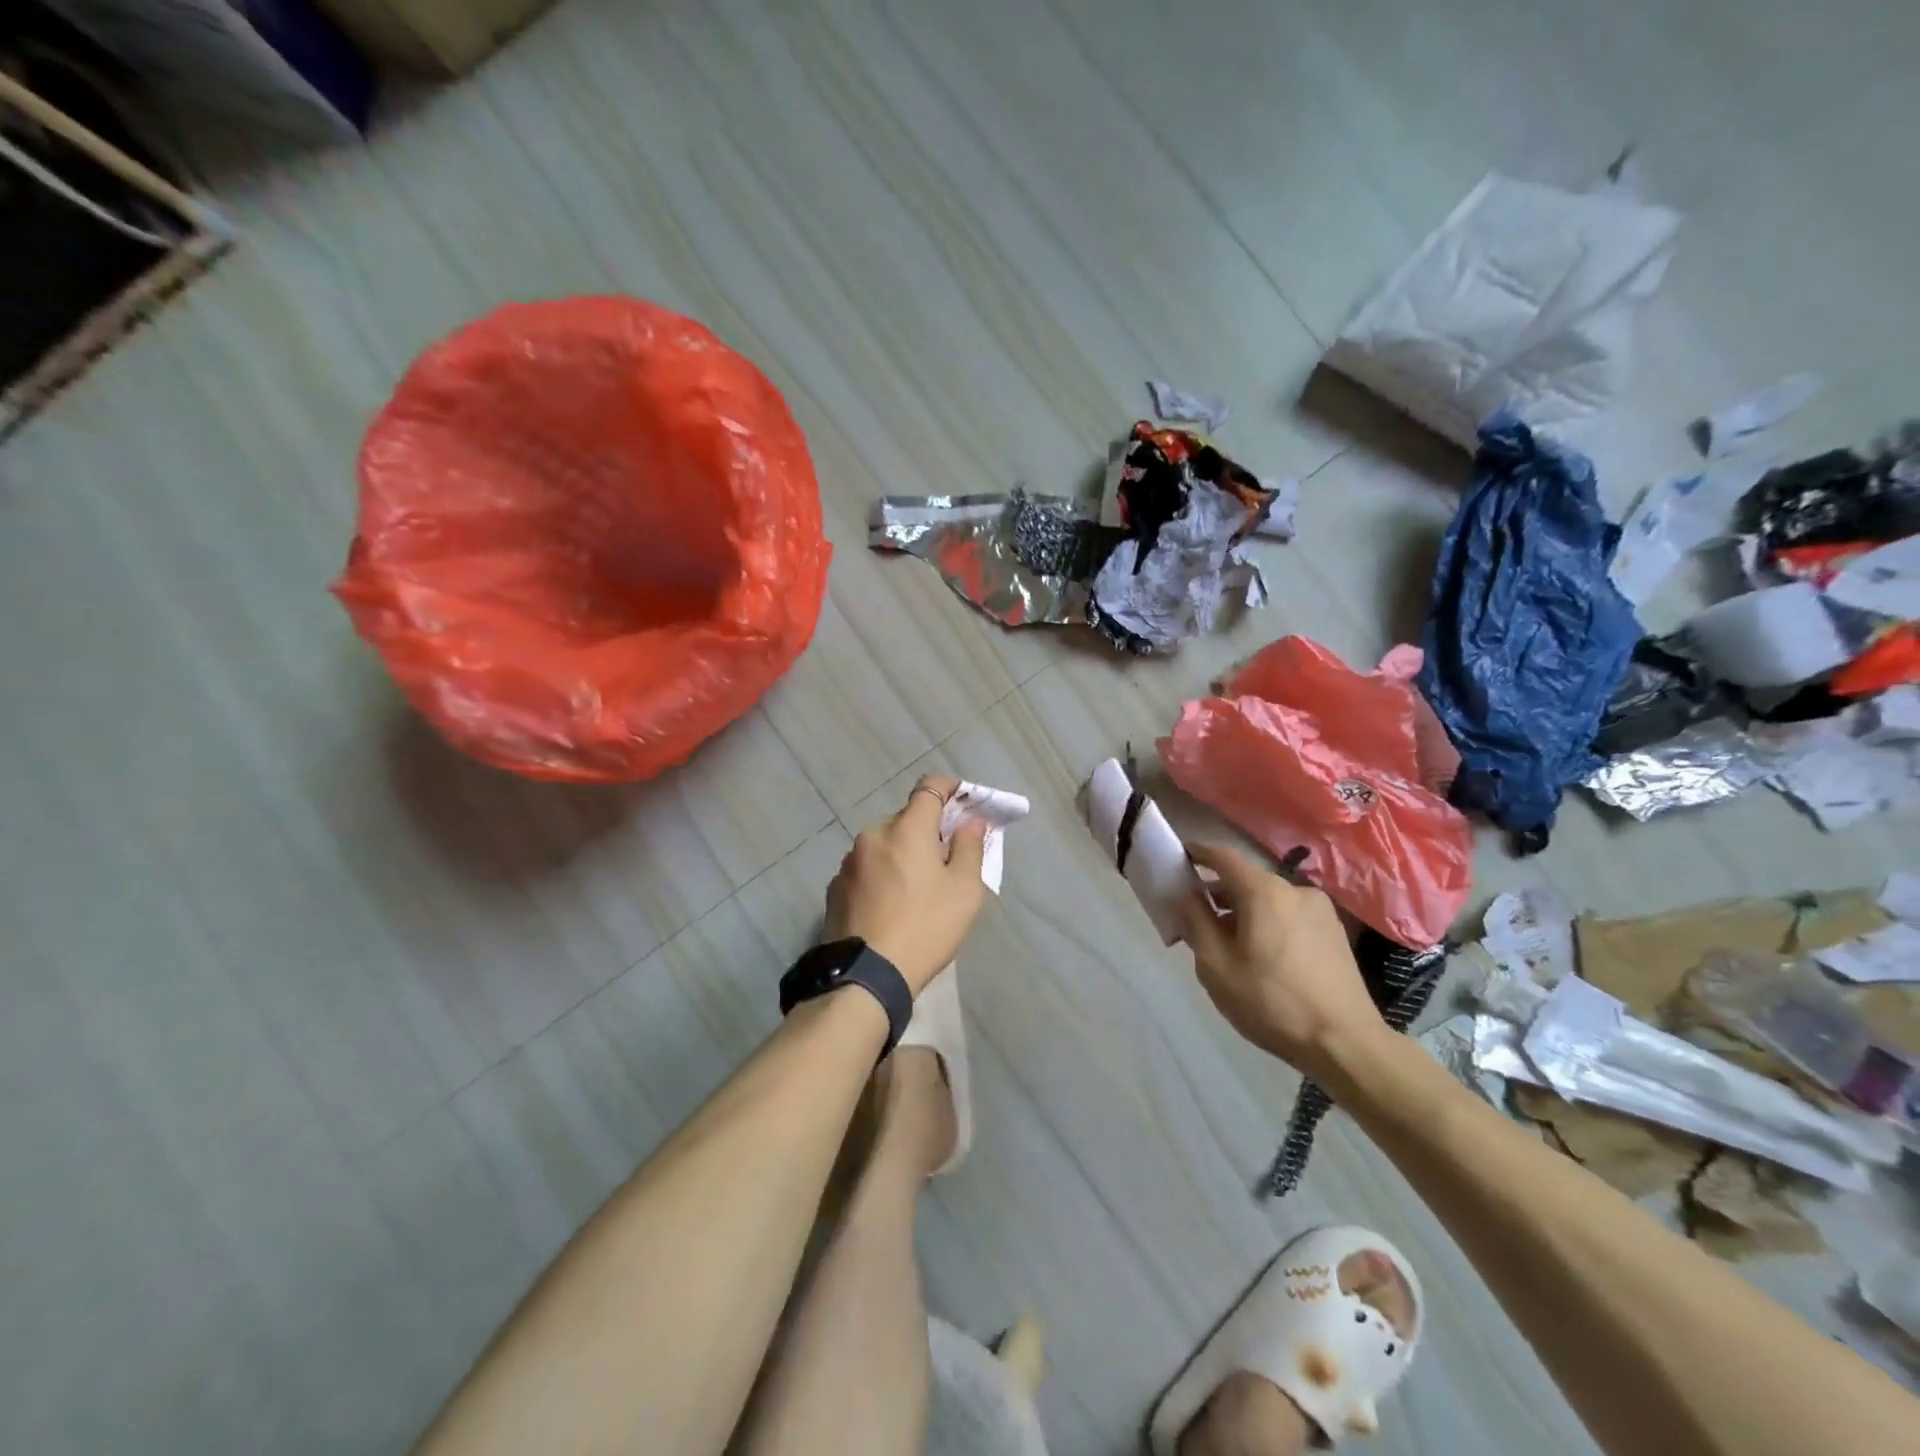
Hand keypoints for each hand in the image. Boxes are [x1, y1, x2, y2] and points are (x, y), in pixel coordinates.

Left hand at [824, 776, 989, 993]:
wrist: (867, 975)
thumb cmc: (926, 927)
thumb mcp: (964, 890)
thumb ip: (970, 847)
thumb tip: (971, 821)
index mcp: (906, 829)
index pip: (929, 788)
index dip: (949, 788)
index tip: (964, 800)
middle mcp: (873, 835)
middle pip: (906, 819)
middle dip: (927, 831)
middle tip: (945, 860)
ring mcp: (849, 862)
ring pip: (884, 845)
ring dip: (901, 854)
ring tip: (915, 890)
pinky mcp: (835, 888)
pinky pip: (866, 869)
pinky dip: (881, 876)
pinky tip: (889, 906)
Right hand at [1178, 843, 1388, 1079]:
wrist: (1346, 1043)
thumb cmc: (1271, 1002)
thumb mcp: (1216, 966)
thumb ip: (1196, 922)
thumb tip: (1186, 895)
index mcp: (1264, 892)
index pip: (1223, 857)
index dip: (1198, 853)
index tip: (1179, 857)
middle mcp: (1295, 890)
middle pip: (1247, 879)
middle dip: (1219, 892)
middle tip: (1195, 915)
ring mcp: (1320, 911)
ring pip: (1270, 899)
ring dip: (1244, 911)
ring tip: (1226, 941)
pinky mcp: (1335, 933)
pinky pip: (1289, 915)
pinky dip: (1268, 922)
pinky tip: (1260, 954)